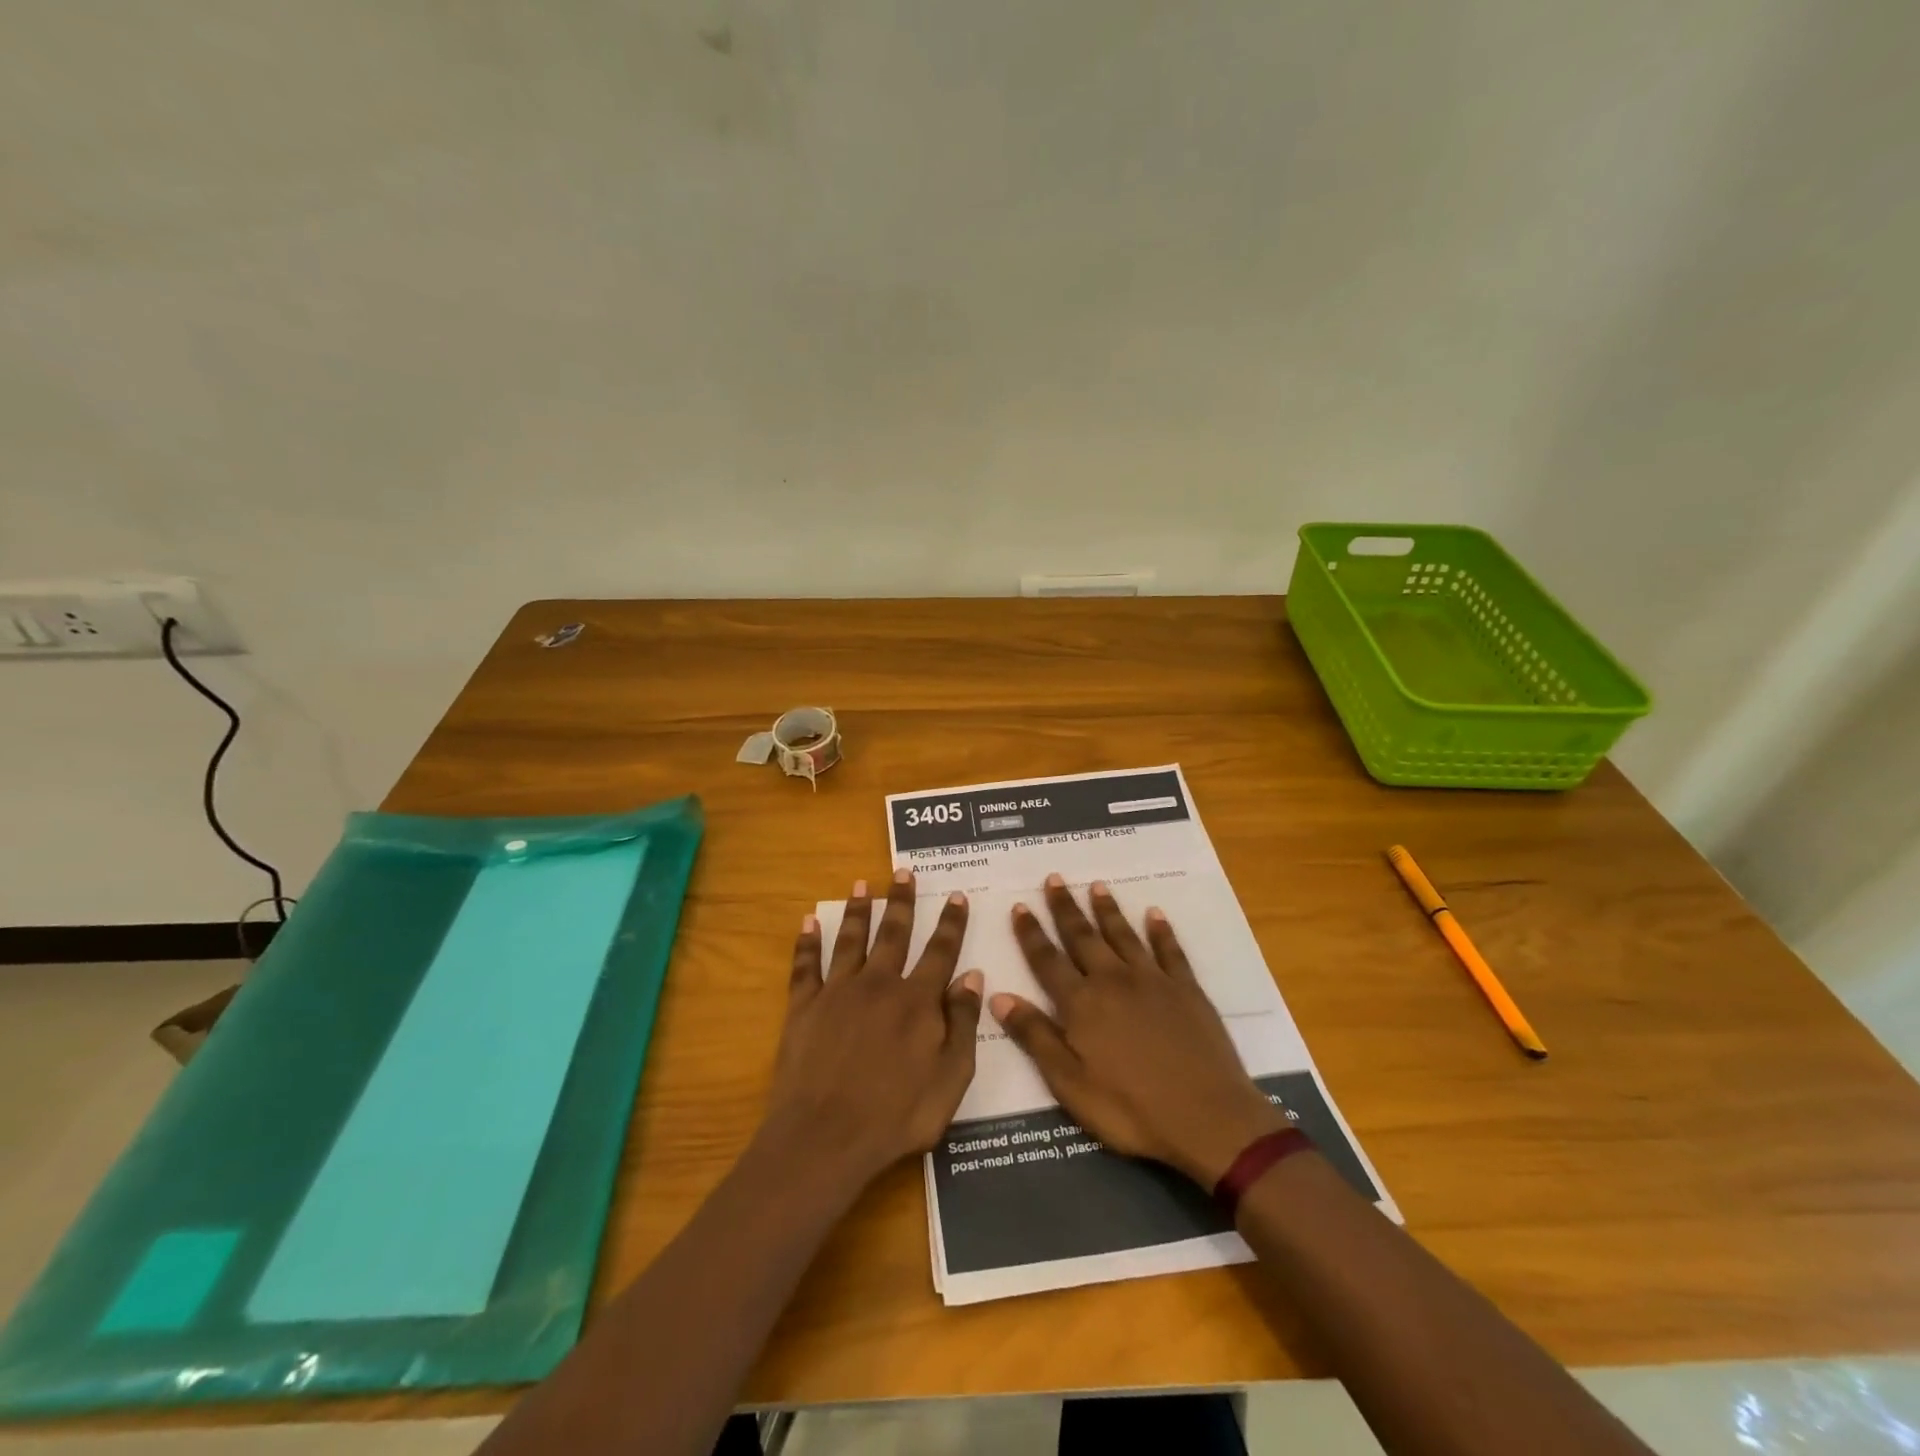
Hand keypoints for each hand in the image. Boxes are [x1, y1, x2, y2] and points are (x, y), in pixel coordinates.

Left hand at [766, 869, 983, 1188]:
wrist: (826, 1137)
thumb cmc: (898, 1115)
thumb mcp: (951, 1078)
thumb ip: (963, 1024)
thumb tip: (972, 975)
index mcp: (917, 1001)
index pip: (940, 952)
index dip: (951, 923)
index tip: (957, 896)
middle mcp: (879, 984)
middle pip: (894, 933)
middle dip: (902, 901)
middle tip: (904, 872)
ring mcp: (838, 992)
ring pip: (852, 939)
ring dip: (859, 910)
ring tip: (863, 884)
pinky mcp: (804, 1006)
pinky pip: (805, 965)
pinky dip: (807, 942)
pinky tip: (808, 921)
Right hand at [991, 874, 1286, 1187]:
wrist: (1208, 1117)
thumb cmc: (1131, 1109)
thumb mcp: (1070, 1084)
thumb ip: (1035, 1037)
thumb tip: (998, 996)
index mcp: (1081, 1004)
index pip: (1047, 960)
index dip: (1031, 934)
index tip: (1021, 906)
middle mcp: (1113, 981)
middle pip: (1083, 937)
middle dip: (1065, 908)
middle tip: (1055, 879)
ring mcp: (1152, 981)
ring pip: (1123, 935)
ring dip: (1108, 910)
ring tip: (1097, 886)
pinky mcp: (1186, 989)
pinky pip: (1169, 950)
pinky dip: (1161, 930)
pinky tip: (1154, 914)